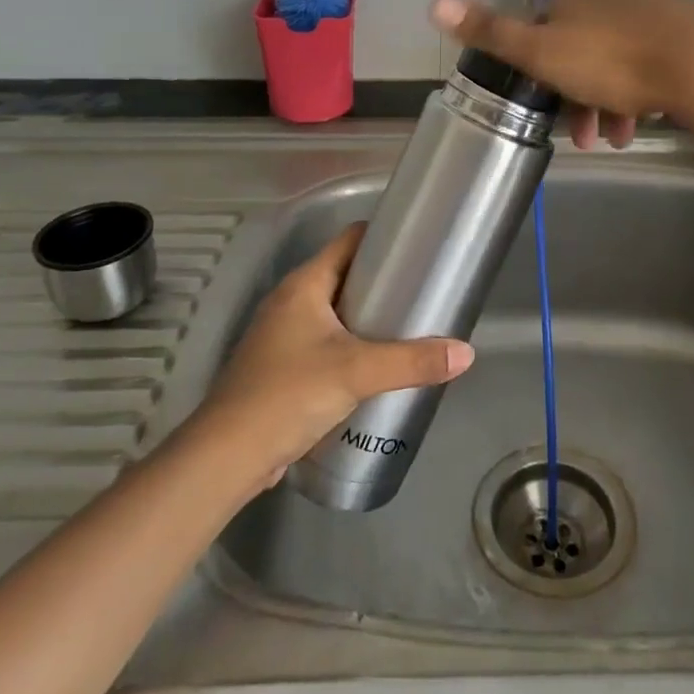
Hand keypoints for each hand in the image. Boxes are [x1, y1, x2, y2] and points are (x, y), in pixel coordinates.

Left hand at [192, 224, 474, 487]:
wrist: (227, 457)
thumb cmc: (288, 394)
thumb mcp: (357, 372)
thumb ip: (412, 361)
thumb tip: (466, 353)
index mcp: (304, 284)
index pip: (349, 240)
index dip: (383, 237)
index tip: (420, 246)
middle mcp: (291, 301)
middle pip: (345, 275)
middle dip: (383, 282)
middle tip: (424, 291)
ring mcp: (283, 335)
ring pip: (336, 312)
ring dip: (368, 317)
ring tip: (410, 326)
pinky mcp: (282, 367)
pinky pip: (326, 342)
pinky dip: (352, 345)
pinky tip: (378, 365)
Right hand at [429, 0, 693, 148]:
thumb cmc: (613, 63)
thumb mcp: (541, 54)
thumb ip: (490, 31)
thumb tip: (434, 1)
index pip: (542, 29)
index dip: (539, 71)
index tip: (548, 109)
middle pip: (581, 48)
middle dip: (577, 96)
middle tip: (585, 137)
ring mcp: (652, 7)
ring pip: (617, 59)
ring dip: (609, 102)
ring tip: (615, 139)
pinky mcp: (685, 28)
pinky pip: (650, 60)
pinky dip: (640, 91)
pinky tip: (646, 120)